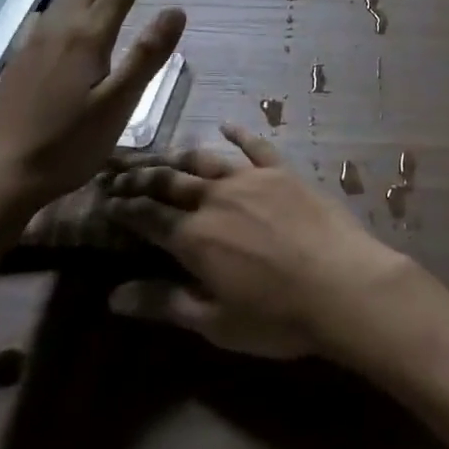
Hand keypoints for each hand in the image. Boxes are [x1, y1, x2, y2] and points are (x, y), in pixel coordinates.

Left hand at [0, 0, 184, 214]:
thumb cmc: (67, 144)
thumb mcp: (119, 104)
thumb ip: (147, 55)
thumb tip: (176, 10)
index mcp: (86, 35)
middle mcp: (58, 29)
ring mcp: (33, 43)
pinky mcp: (17, 60)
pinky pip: (47, 16)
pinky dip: (69, 5)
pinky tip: (65, 22)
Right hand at [104, 125, 407, 359]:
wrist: (341, 285)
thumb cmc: (277, 316)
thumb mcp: (215, 322)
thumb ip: (164, 304)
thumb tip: (112, 297)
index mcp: (193, 238)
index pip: (147, 217)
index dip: (124, 208)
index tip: (106, 201)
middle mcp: (215, 199)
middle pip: (169, 182)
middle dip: (141, 177)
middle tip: (121, 173)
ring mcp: (250, 179)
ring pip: (205, 161)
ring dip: (180, 157)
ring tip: (163, 155)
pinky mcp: (282, 171)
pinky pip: (256, 146)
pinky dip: (239, 134)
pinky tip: (227, 126)